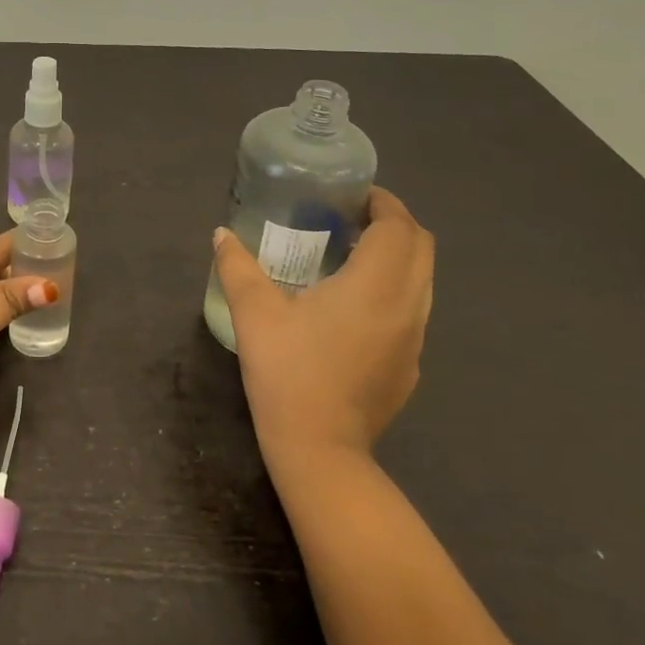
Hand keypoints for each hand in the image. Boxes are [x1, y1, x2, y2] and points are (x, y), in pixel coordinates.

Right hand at [211, 187, 434, 464]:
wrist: (319, 448)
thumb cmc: (287, 372)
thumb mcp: (254, 314)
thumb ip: (237, 267)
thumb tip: (221, 235)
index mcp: (375, 285)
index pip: (399, 227)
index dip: (383, 203)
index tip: (354, 196)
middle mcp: (407, 305)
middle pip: (422, 248)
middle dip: (394, 224)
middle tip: (351, 220)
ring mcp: (415, 339)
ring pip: (423, 280)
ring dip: (397, 258)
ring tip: (352, 258)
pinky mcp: (410, 365)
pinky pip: (413, 311)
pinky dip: (394, 291)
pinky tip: (353, 309)